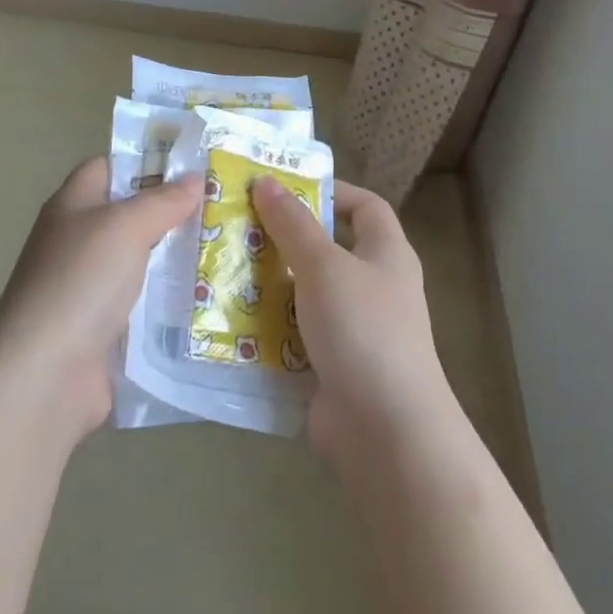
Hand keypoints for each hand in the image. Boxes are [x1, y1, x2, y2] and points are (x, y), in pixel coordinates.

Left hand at [0, 157, 201, 442]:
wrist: (45, 374)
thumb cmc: (81, 280)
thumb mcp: (126, 226)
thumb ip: (163, 200)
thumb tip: (194, 178)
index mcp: (73, 205)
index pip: (109, 167)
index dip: (146, 162)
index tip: (193, 167)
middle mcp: (78, 242)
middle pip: (130, 216)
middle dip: (173, 213)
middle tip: (222, 209)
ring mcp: (89, 288)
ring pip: (142, 263)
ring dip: (177, 261)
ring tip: (228, 251)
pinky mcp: (103, 330)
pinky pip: (144, 306)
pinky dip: (170, 303)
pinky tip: (209, 299)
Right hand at [250, 178, 457, 465]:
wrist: (385, 431)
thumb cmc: (362, 329)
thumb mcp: (323, 265)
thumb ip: (293, 224)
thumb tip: (267, 182)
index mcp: (387, 254)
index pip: (365, 206)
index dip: (331, 192)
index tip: (286, 189)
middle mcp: (375, 287)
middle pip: (329, 250)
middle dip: (286, 240)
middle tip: (240, 228)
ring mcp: (355, 330)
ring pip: (307, 294)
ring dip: (271, 285)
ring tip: (225, 270)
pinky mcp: (333, 367)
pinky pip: (297, 336)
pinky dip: (270, 329)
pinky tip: (232, 321)